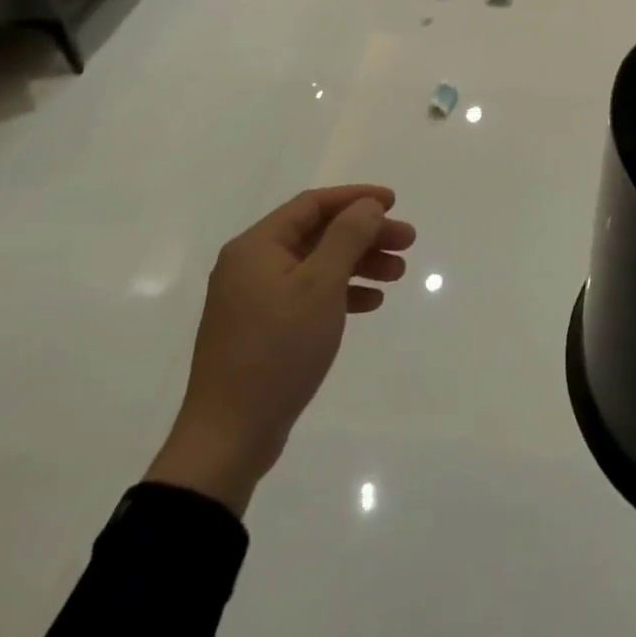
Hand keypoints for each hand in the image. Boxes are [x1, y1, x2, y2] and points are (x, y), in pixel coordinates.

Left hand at [146, 186, 416, 514]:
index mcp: (257, 246)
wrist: (229, 438)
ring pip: (317, 264)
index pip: (313, 204)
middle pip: (318, 233)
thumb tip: (366, 206)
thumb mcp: (320, 285)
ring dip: (358, 263)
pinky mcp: (262, 330)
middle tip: (406, 242)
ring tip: (398, 274)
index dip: (356, 198)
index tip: (394, 203)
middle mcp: (251, 265)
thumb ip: (347, 237)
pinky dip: (341, 292)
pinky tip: (371, 302)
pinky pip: (308, 294)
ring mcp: (255, 299)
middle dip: (364, 234)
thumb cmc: (277, 350)